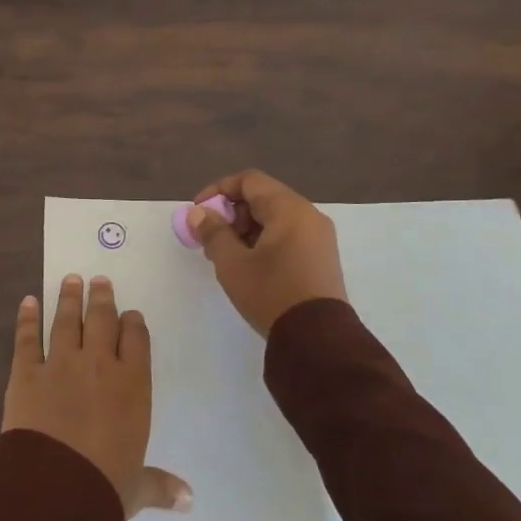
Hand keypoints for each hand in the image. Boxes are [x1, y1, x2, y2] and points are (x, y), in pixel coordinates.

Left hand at [2, 274, 191, 518]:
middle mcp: (99, 365)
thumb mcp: (136, 488)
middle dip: (102, 298)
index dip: (133, 324)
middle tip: (99, 280)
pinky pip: (27, 339)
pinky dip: (27, 318)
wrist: (55, 490)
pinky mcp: (26, 373)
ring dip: (69, 298)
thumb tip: (189, 499)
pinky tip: (28, 301)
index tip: (130, 315)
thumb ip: (160, 485)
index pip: (136, 340)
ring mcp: (61, 364)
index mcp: (132, 386)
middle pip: (102, 320)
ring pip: (67, 321)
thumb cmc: (104, 487)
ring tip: (71, 279)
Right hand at [186, 170, 348, 336]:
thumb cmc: (271, 293)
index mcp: (289, 209)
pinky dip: (264, 241)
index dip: (219, 190)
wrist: (318, 340)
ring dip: (246, 229)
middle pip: (263, 198)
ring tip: (226, 256)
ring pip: (275, 218)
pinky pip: (288, 235)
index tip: (199, 212)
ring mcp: (319, 237)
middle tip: (210, 238)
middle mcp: (309, 215)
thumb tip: (199, 213)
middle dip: (231, 213)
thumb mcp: (232, 263)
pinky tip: (249, 265)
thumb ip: (213, 232)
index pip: (249, 181)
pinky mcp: (321, 258)